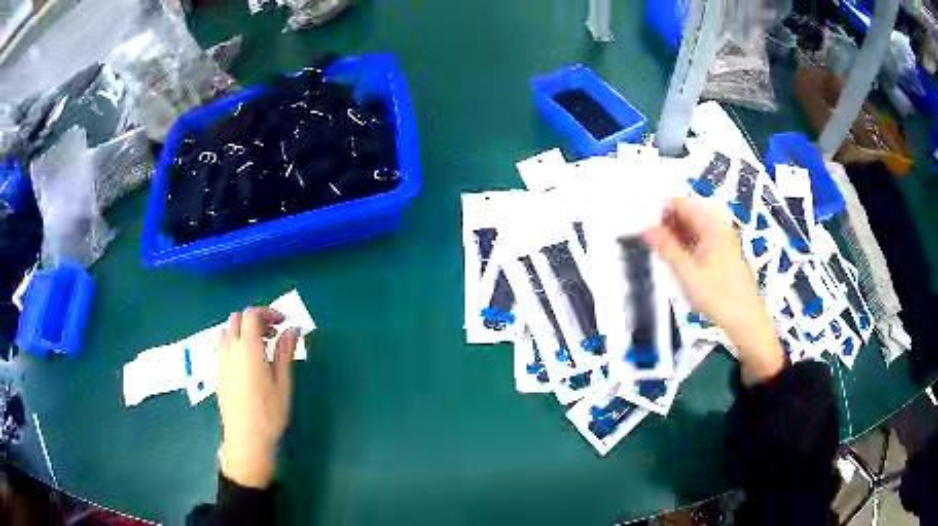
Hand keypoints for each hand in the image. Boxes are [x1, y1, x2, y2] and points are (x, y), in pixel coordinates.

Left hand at [217, 307, 298, 488]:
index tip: (283, 323)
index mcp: (248, 348)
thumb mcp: (283, 382)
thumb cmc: (269, 412)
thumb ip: (285, 352)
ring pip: (227, 330)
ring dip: (243, 330)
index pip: (252, 314)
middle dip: (256, 319)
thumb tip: (292, 330)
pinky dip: (235, 343)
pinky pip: (223, 346)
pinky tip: (248, 362)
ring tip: (260, 347)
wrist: (246, 438)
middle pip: (238, 318)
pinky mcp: (218, 372)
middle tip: (273, 333)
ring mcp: (221, 360)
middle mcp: (231, 349)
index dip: (268, 312)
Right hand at [644, 198, 784, 385]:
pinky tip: (679, 263)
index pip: (683, 204)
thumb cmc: (721, 298)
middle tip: (652, 241)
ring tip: (664, 254)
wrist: (746, 321)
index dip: (662, 209)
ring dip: (677, 237)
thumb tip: (648, 229)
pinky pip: (701, 242)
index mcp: (712, 227)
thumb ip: (668, 249)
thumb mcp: (689, 274)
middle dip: (668, 225)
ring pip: (694, 229)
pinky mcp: (723, 256)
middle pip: (689, 215)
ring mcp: (722, 242)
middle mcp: (719, 229)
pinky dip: (687, 247)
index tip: (646, 222)